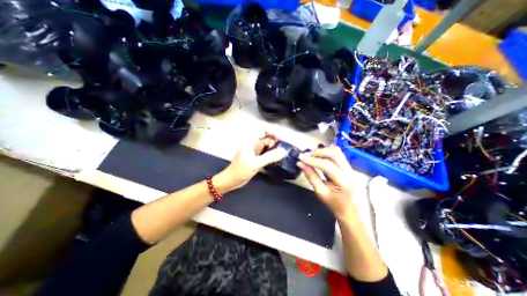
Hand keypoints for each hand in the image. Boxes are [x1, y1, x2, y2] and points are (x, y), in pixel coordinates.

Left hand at [215, 132, 287, 191]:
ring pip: (267, 145)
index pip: (263, 129)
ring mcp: (254, 150)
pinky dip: (271, 153)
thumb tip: (284, 151)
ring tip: (282, 153)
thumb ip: (270, 157)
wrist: (231, 180)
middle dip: (275, 141)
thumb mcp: (256, 163)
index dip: (273, 131)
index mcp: (251, 141)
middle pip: (267, 137)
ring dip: (274, 147)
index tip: (281, 139)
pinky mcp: (255, 157)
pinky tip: (277, 158)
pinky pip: (266, 152)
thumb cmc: (241, 170)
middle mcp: (253, 143)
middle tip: (283, 149)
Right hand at [298, 146, 355, 221]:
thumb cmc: (337, 208)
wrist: (355, 217)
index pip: (327, 165)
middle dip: (318, 152)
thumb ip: (311, 177)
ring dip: (323, 152)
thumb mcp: (321, 194)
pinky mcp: (351, 169)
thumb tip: (301, 164)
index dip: (312, 160)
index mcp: (345, 182)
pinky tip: (319, 159)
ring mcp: (353, 170)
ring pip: (338, 153)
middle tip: (306, 155)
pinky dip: (327, 156)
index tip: (300, 158)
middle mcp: (352, 173)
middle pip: (335, 153)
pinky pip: (339, 158)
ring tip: (311, 156)